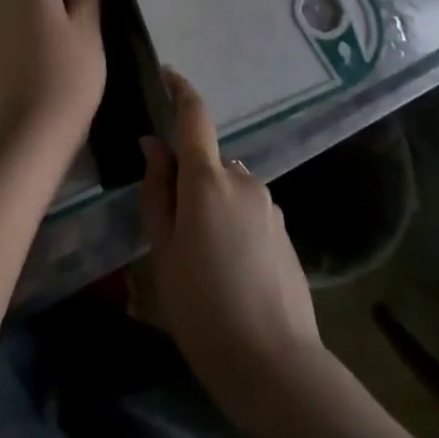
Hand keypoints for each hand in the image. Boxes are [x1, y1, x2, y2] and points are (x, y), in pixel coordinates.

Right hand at [140, 70, 321, 408]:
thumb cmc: (202, 307)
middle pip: (208, 161)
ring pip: (228, 188)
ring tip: (200, 260)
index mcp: (208, 179)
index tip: (167, 73)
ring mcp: (269, 204)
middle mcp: (244, 179)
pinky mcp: (284, 230)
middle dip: (188, 178)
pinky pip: (248, 210)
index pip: (194, 116)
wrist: (274, 364)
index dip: (180, 89)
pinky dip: (232, 222)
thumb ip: (157, 190)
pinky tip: (228, 270)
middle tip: (171, 229)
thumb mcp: (164, 249)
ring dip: (211, 204)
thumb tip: (153, 145)